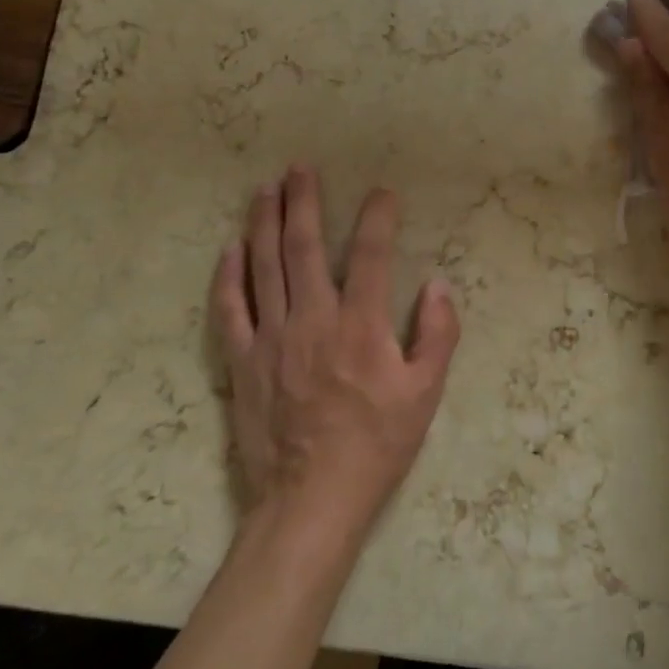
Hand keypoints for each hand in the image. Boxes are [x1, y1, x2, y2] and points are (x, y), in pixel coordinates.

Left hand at [209, 166, 460, 538]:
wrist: (311, 500)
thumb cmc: (376, 446)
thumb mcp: (425, 395)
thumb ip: (438, 336)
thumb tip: (440, 285)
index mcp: (361, 325)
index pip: (372, 255)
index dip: (378, 217)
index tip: (382, 192)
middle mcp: (313, 319)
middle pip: (304, 246)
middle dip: (303, 201)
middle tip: (300, 168)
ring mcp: (272, 338)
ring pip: (264, 267)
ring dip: (263, 223)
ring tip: (265, 188)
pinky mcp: (243, 361)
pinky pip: (230, 309)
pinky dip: (228, 275)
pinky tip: (231, 248)